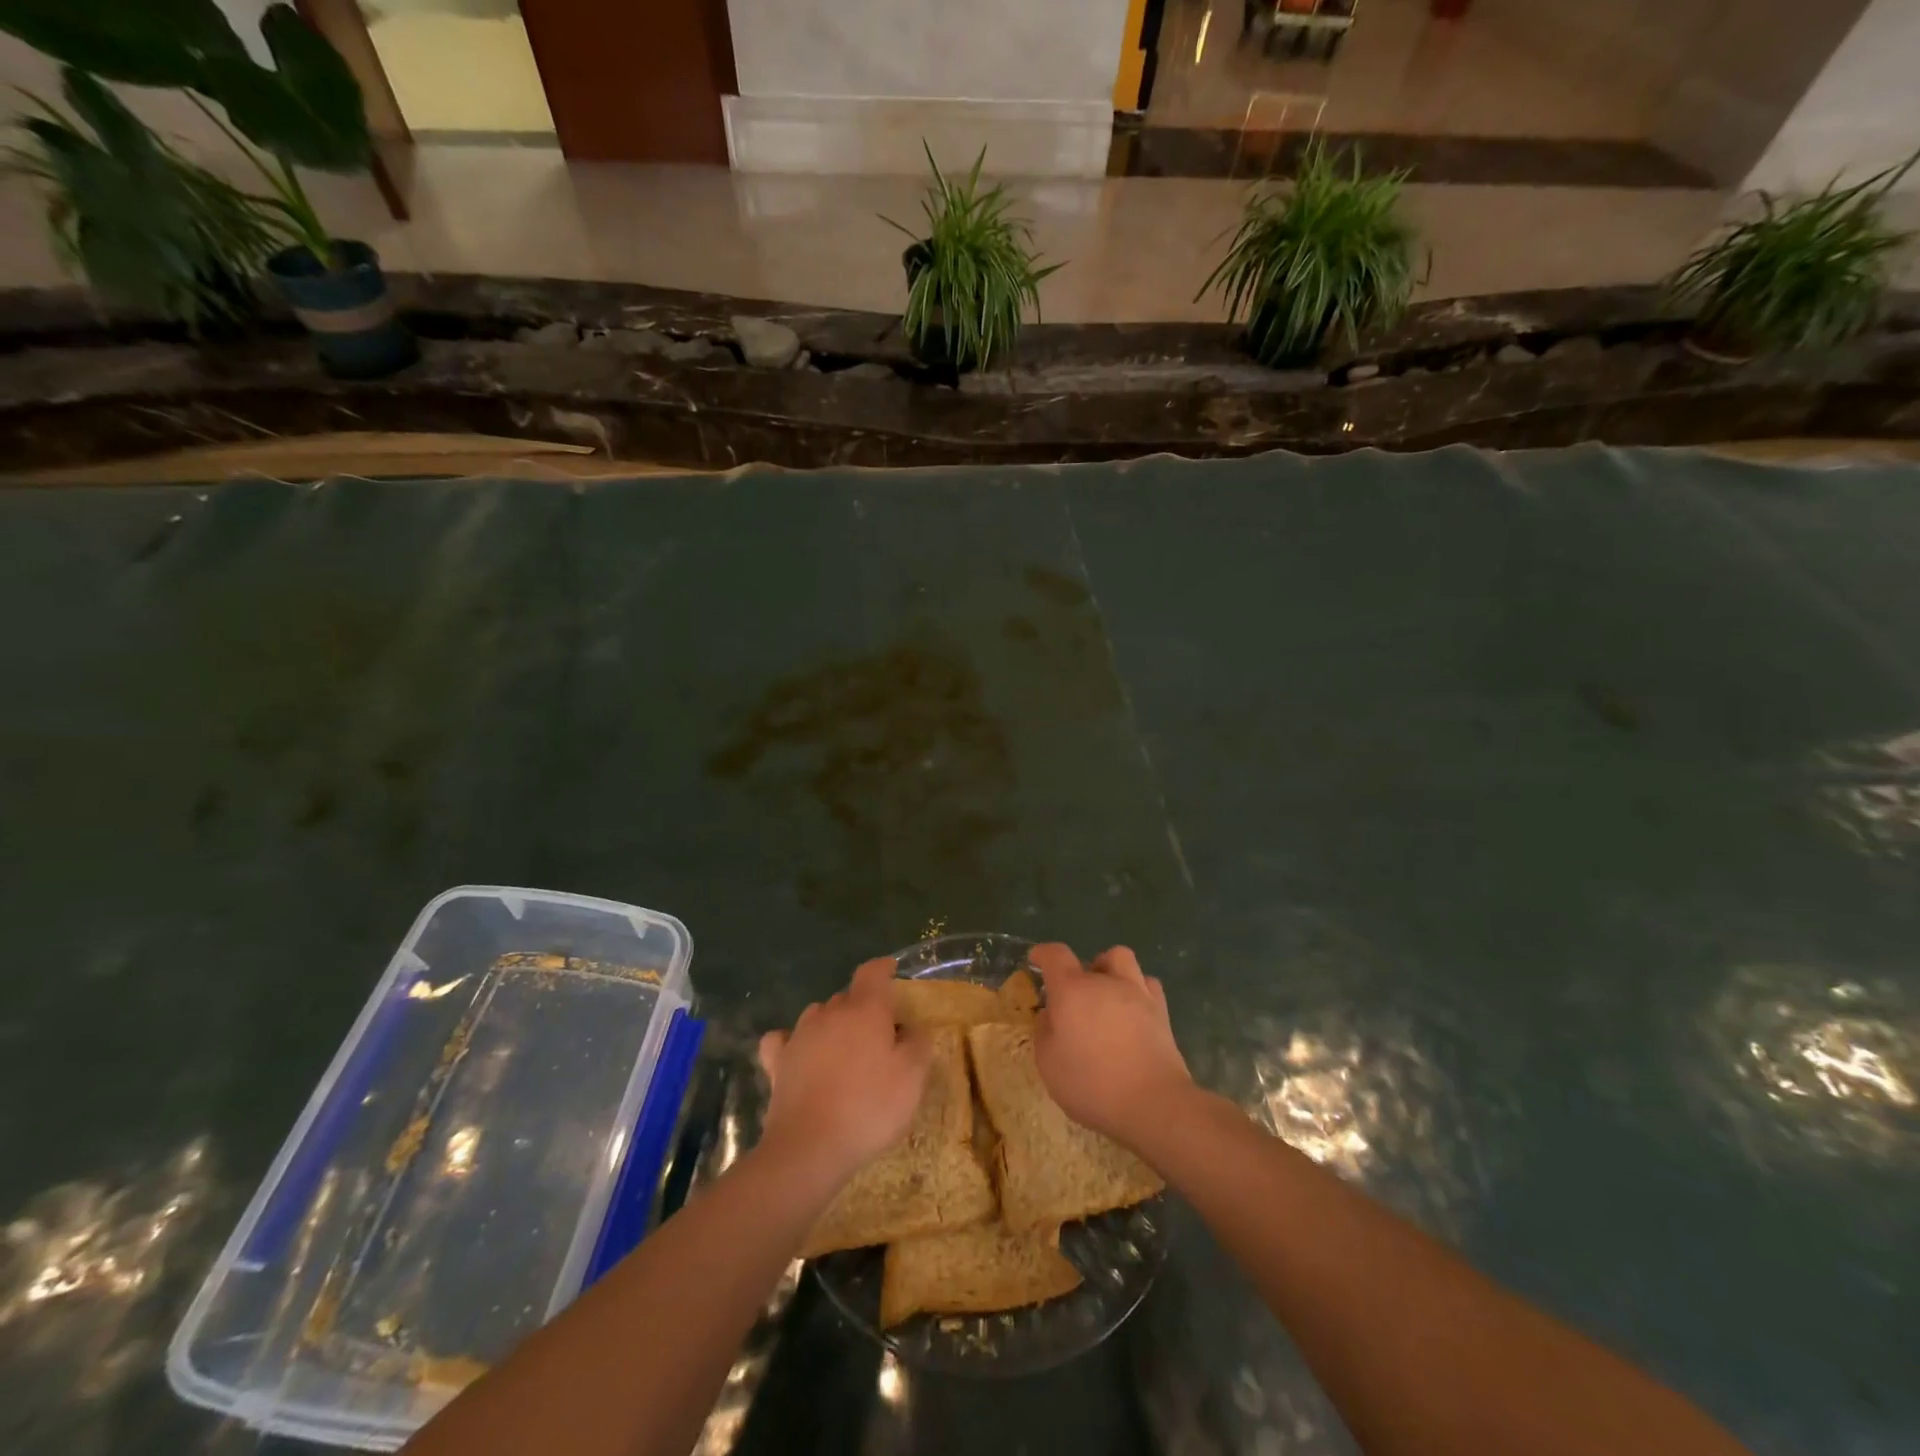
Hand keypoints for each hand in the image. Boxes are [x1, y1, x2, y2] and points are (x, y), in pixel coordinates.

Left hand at [757, 957, 931, 1187]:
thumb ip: (918, 1044)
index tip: (892, 969)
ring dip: (833, 1023)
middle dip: (864, 1006)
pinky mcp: (777, 1063)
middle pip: (848, 996)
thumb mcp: (912, 1078)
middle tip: (879, 1032)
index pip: (872, 972)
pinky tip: (800, 1054)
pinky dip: (794, 1042)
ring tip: (845, 1048)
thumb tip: (913, 1028)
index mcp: (864, 1010)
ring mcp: (799, 1036)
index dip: (883, 968)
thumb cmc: (868, 1108)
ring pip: (819, 1015)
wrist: (809, 1148)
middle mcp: (829, 1013)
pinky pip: (784, 1039)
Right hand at [1030, 943, 1192, 1148]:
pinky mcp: (1161, 1012)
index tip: (1037, 958)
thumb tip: (1049, 1015)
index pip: (1055, 955)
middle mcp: (1105, 982)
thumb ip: (1044, 1032)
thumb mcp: (1049, 1064)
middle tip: (1075, 996)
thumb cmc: (1092, 1083)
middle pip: (1094, 958)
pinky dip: (1137, 990)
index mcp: (1072, 990)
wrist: (1153, 1102)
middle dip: (1081, 971)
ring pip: (1124, 960)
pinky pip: (1147, 984)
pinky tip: (1132, 1010)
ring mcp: (1138, 993)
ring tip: (1106, 995)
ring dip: (1111, 971)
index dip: (1044, 953)